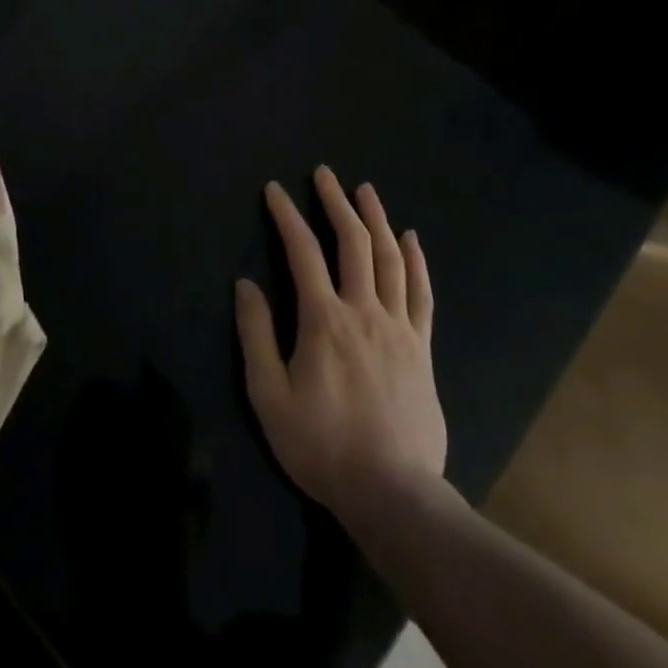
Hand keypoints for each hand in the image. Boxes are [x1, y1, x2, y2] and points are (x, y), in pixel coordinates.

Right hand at [235, 166, 445, 520]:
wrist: (393, 494)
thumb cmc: (322, 445)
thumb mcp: (269, 396)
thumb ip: (256, 336)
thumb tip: (245, 284)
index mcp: (324, 320)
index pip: (303, 252)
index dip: (287, 216)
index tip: (275, 189)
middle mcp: (364, 311)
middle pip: (353, 243)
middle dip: (336, 202)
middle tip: (325, 173)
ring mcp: (399, 328)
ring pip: (391, 259)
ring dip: (377, 219)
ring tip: (365, 190)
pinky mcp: (422, 348)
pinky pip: (422, 294)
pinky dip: (416, 261)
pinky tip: (411, 238)